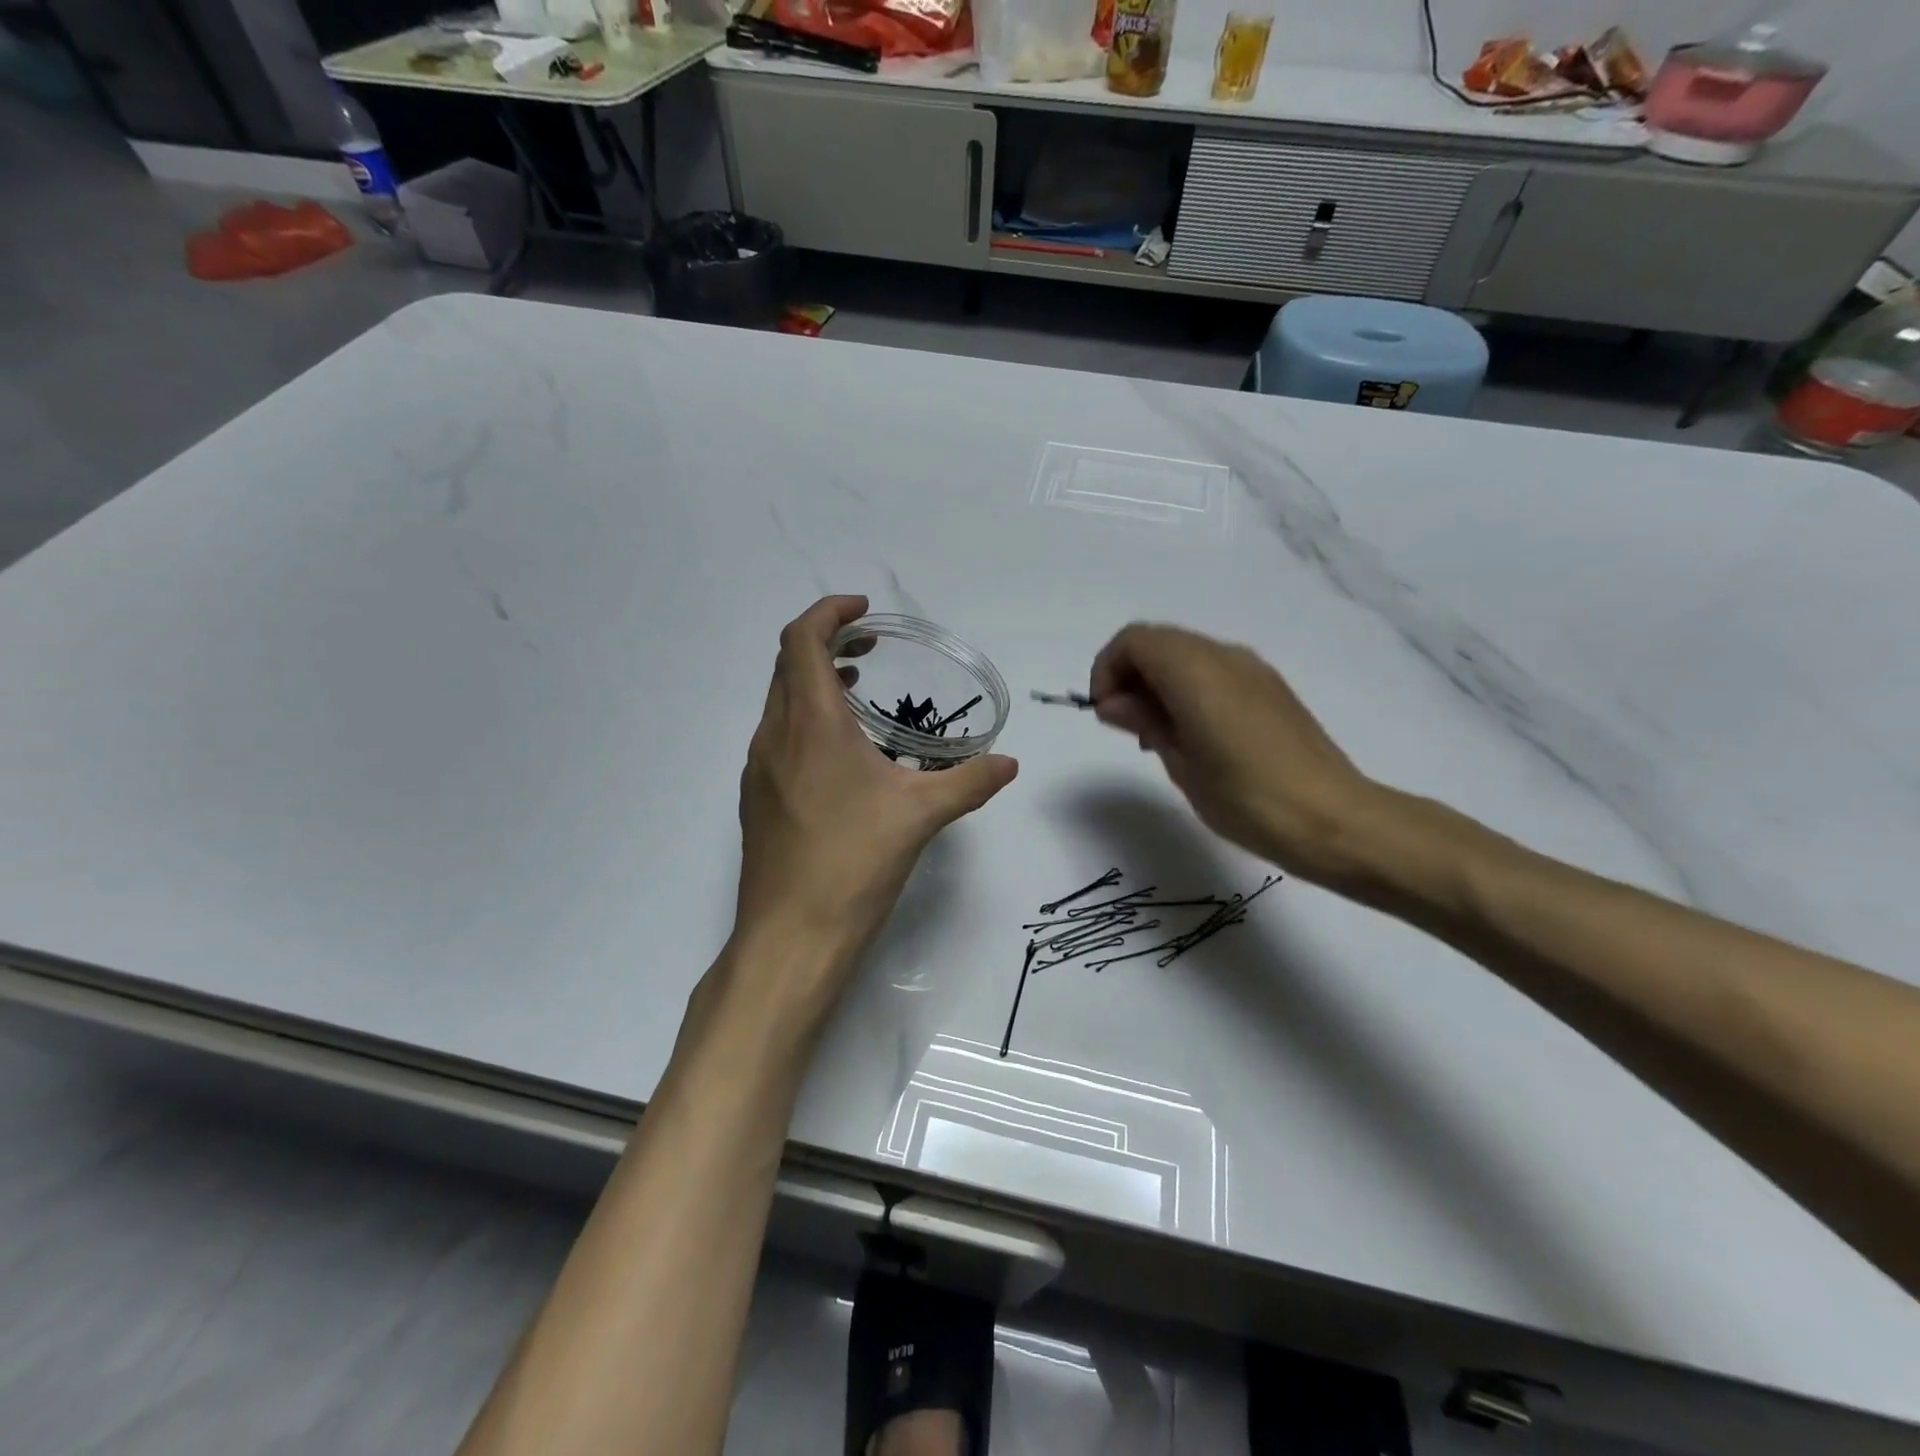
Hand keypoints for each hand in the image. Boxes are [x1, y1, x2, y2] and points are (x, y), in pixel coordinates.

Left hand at [731, 596, 1017, 1012]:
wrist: (791, 935)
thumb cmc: (854, 863)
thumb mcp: (921, 816)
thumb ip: (970, 781)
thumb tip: (1009, 763)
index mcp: (811, 724)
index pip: (801, 640)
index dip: (828, 612)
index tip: (864, 612)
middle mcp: (775, 736)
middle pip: (787, 664)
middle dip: (825, 643)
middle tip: (869, 649)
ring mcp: (758, 769)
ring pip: (779, 702)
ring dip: (813, 684)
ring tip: (857, 695)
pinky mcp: (756, 798)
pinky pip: (777, 737)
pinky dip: (804, 721)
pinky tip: (840, 758)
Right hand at [1089, 624, 1387, 887]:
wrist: (1331, 819)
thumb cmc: (1245, 797)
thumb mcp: (1180, 762)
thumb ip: (1144, 720)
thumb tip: (1114, 702)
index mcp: (1195, 670)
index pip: (1133, 641)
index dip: (1107, 670)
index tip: (1105, 714)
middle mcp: (1224, 656)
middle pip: (1159, 642)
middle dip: (1130, 675)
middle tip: (1127, 727)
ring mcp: (1252, 669)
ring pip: (1186, 654)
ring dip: (1159, 682)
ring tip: (1158, 736)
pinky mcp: (1270, 688)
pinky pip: (1213, 670)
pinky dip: (1188, 688)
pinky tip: (1194, 736)